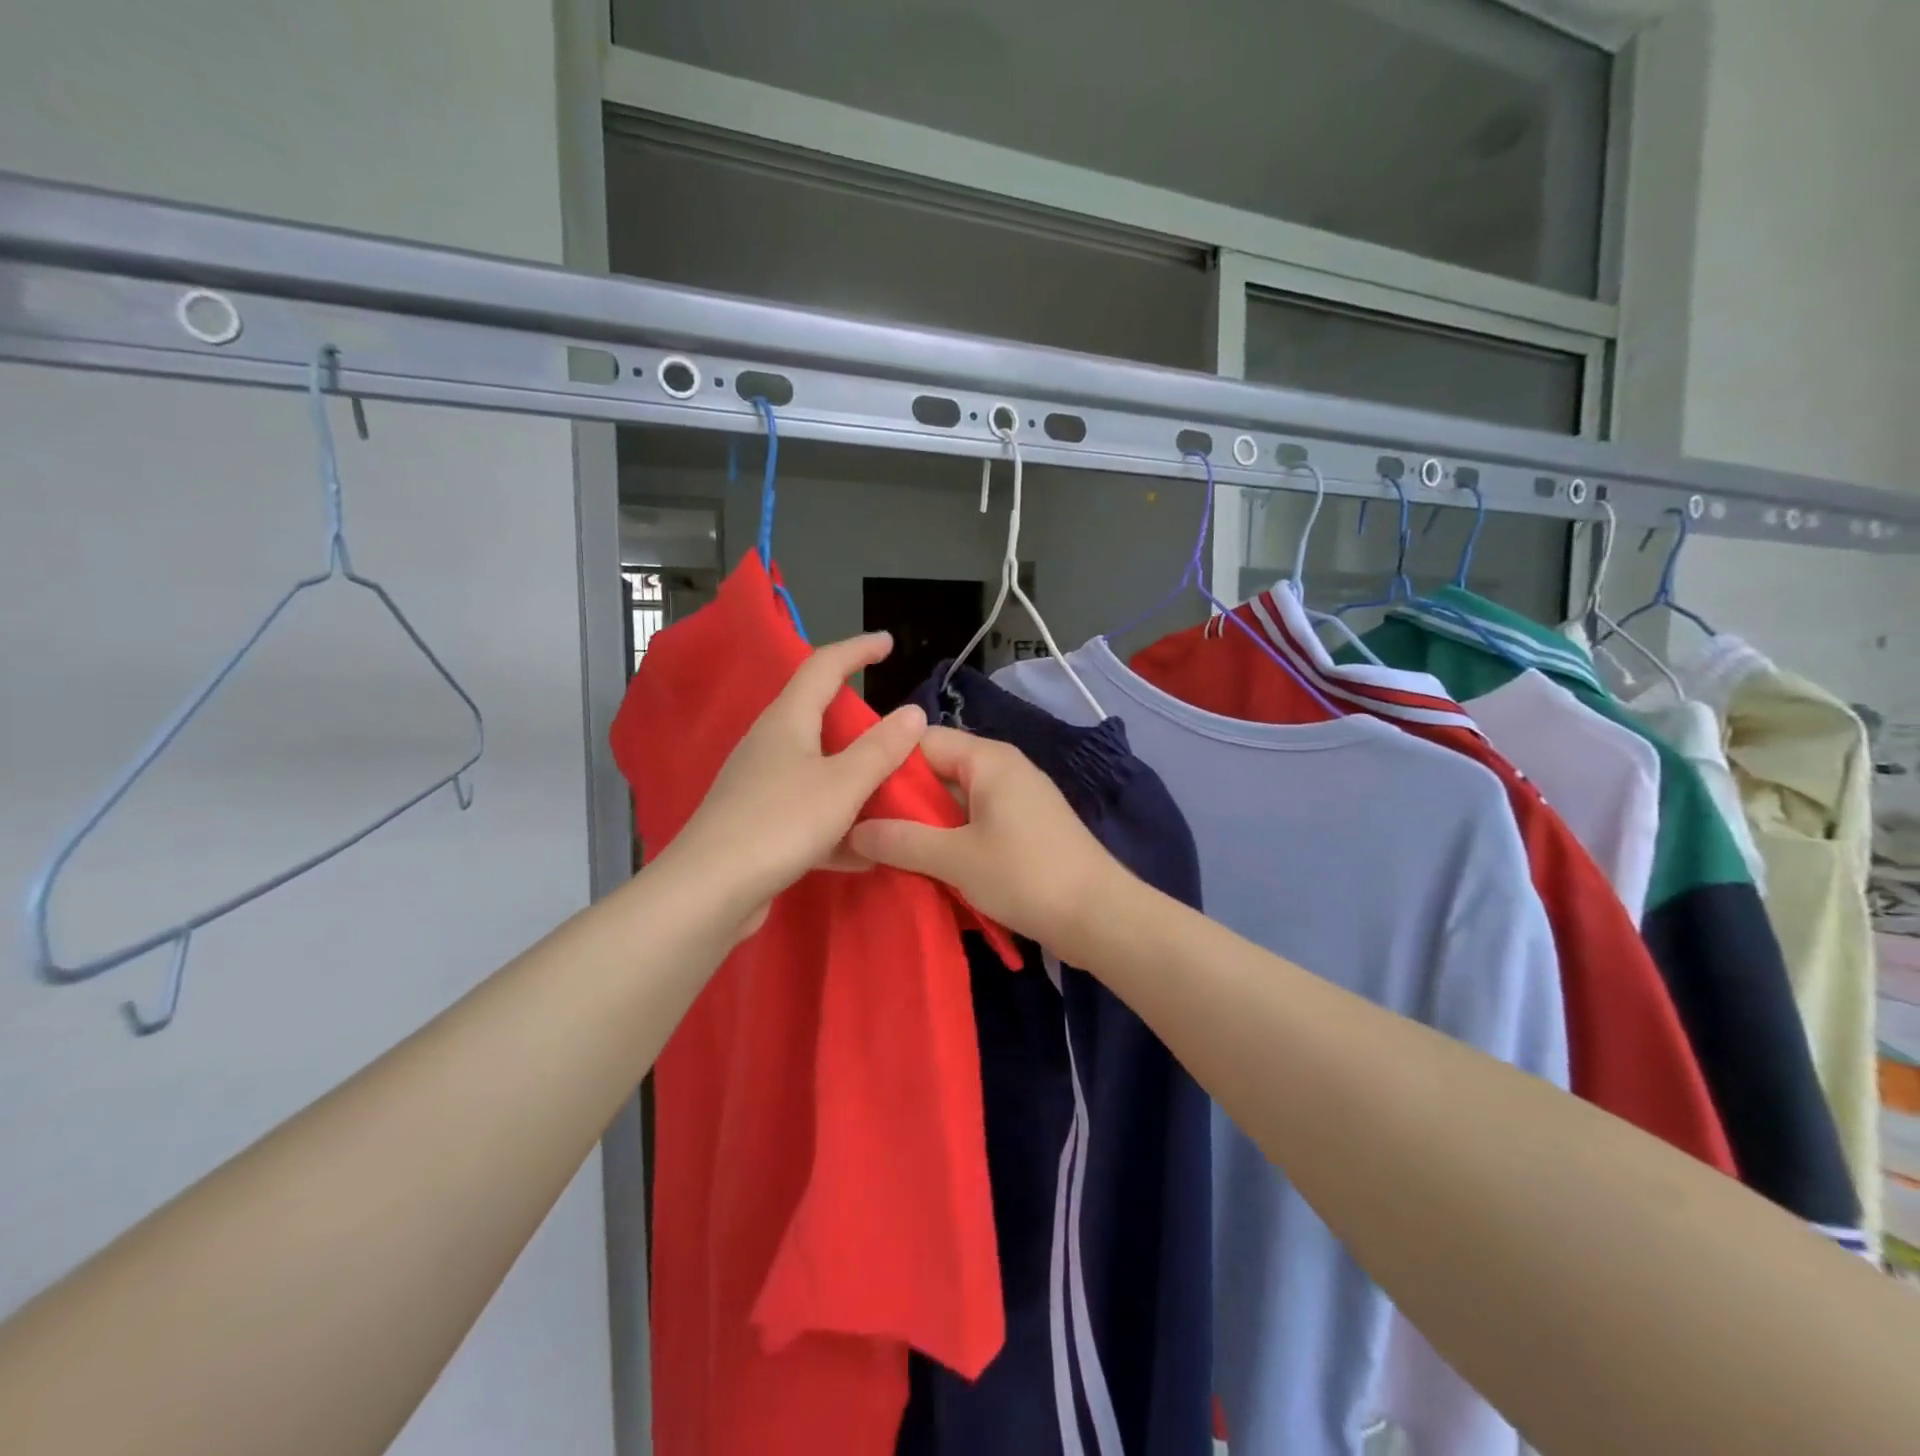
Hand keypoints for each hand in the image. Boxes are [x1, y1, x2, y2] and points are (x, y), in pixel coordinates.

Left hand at [668, 633, 927, 937]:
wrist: (710, 892)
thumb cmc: (780, 823)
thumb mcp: (843, 783)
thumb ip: (881, 748)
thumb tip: (912, 712)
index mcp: (787, 720)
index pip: (823, 666)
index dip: (857, 650)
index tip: (887, 642)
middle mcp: (769, 745)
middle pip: (817, 717)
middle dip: (857, 720)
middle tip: (894, 729)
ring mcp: (759, 786)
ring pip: (816, 769)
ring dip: (852, 777)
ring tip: (889, 790)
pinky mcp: (757, 825)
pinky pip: (808, 812)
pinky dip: (837, 824)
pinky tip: (864, 852)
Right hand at [846, 726, 1126, 955]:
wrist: (1099, 916)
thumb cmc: (1025, 875)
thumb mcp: (955, 858)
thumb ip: (901, 840)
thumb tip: (853, 829)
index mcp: (988, 759)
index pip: (921, 740)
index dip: (885, 762)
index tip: (850, 793)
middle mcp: (1003, 769)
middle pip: (937, 771)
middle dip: (901, 800)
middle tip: (860, 829)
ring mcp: (1016, 799)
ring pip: (954, 801)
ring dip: (924, 826)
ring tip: (884, 851)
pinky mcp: (1024, 829)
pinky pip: (974, 822)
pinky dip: (950, 840)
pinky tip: (925, 866)